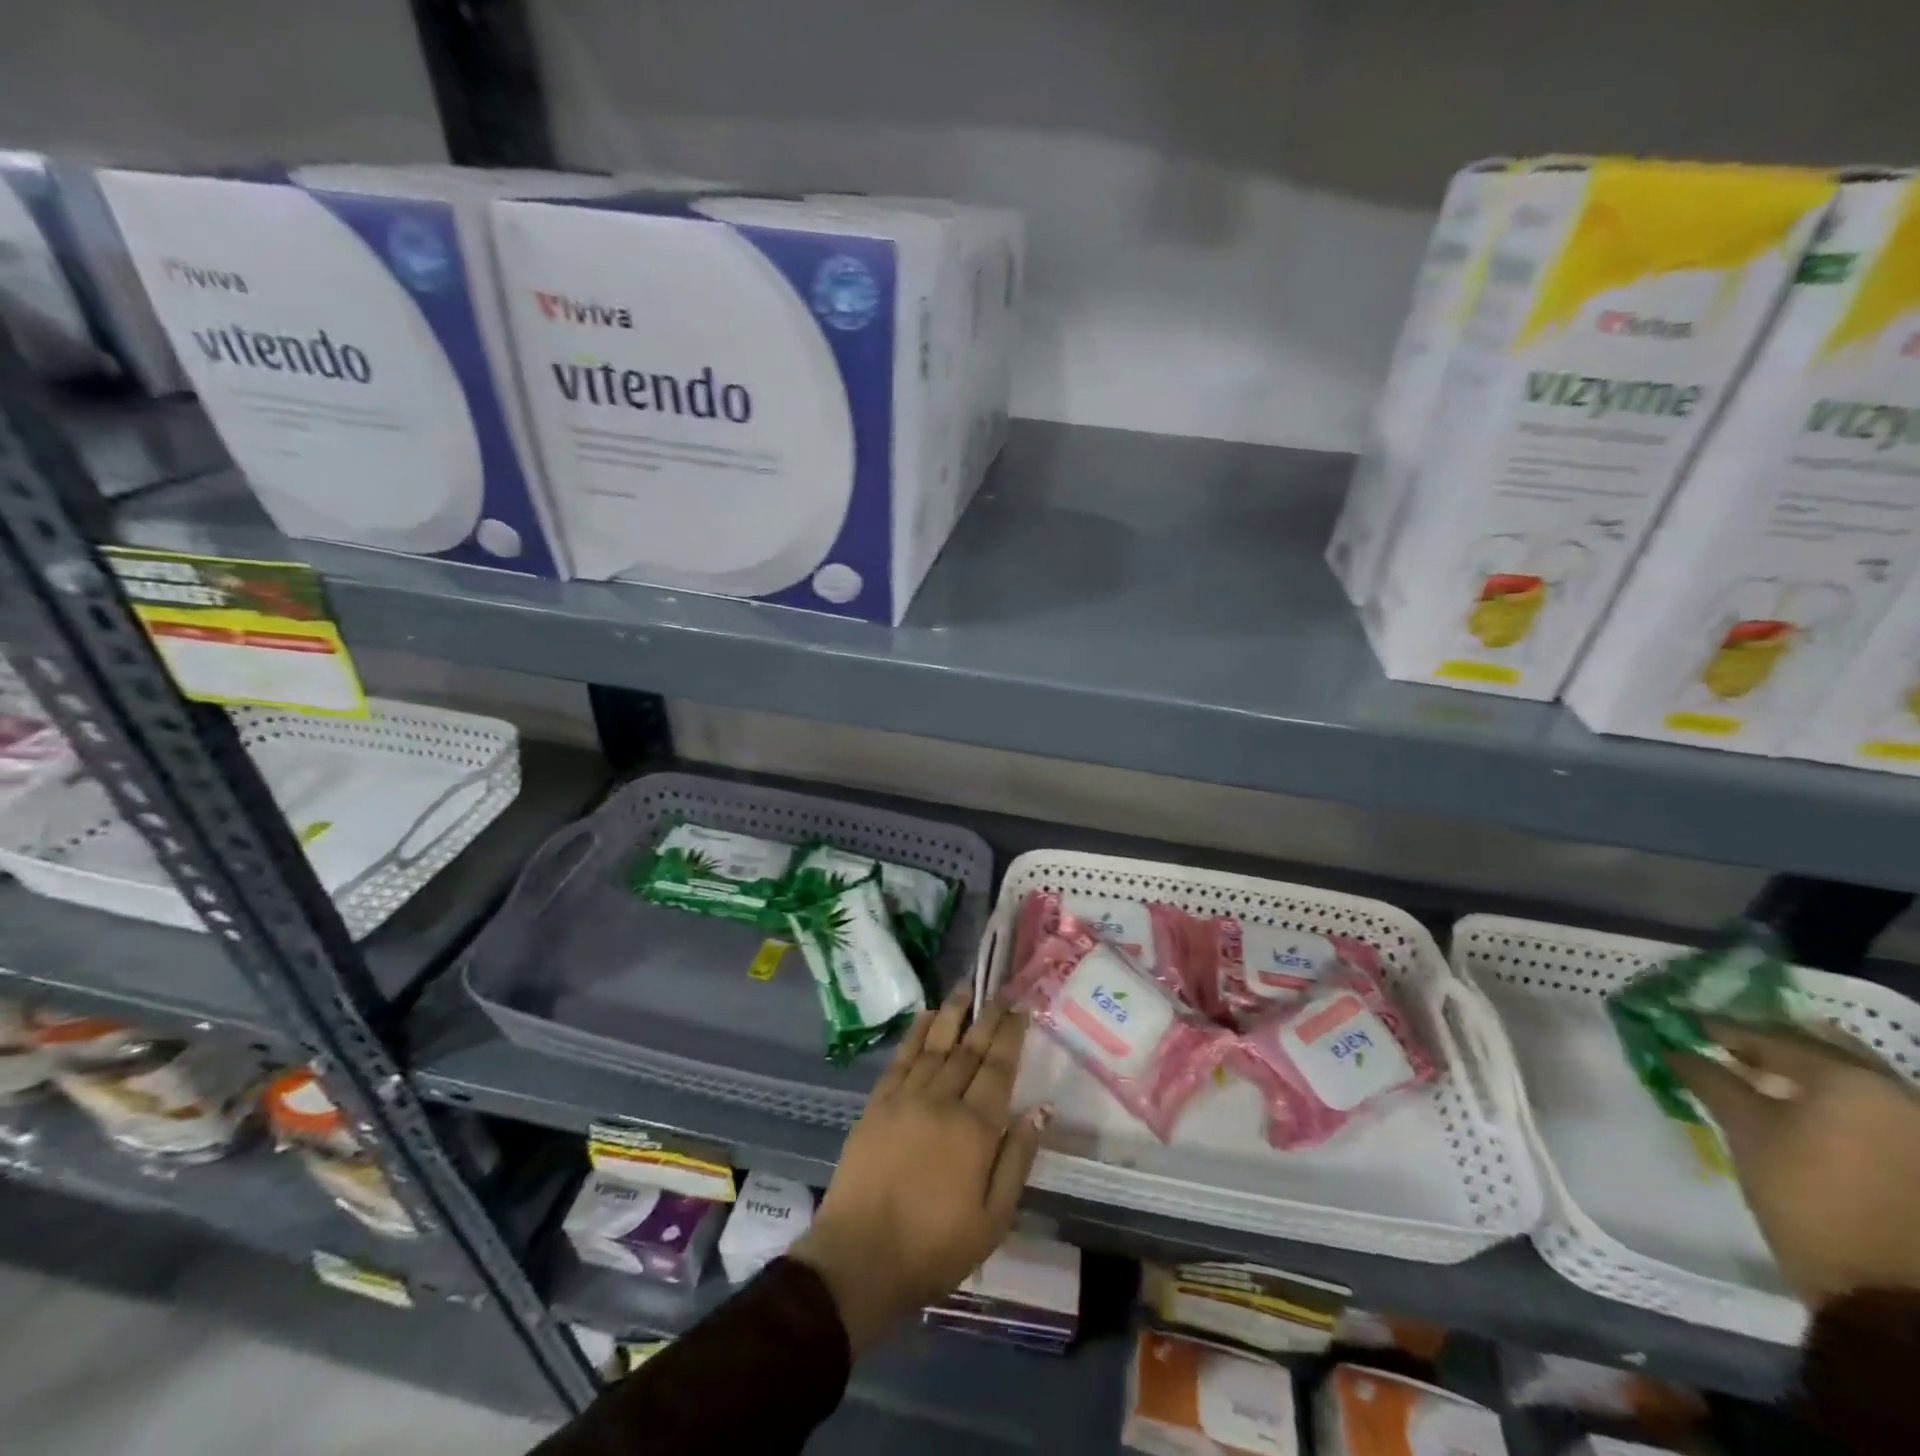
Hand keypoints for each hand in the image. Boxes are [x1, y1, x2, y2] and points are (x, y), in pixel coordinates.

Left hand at [790, 986, 1049, 1352]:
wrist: (859, 1258)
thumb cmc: (934, 1248)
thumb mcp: (993, 1220)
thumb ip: (1017, 1159)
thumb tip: (1040, 1109)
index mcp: (975, 1129)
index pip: (999, 1068)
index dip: (1011, 1035)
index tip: (1021, 1009)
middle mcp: (942, 1101)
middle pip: (969, 1049)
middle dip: (987, 1017)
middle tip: (1000, 991)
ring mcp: (906, 1097)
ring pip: (935, 1044)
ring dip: (952, 1013)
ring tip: (965, 988)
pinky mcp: (878, 1103)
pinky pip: (901, 1057)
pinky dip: (915, 1033)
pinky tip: (925, 1016)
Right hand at [1669, 1023, 1919, 1306]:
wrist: (1892, 1294)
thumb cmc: (1808, 1199)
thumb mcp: (1746, 1132)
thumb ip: (1710, 1080)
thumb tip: (1675, 1048)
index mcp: (1851, 1079)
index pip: (1771, 1037)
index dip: (1720, 1029)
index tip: (1683, 1023)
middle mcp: (1898, 1092)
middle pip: (1821, 1050)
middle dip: (1770, 1045)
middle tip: (1723, 1045)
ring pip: (1851, 1080)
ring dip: (1803, 1072)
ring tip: (1758, 1076)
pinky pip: (1872, 1108)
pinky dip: (1830, 1099)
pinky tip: (1800, 1108)